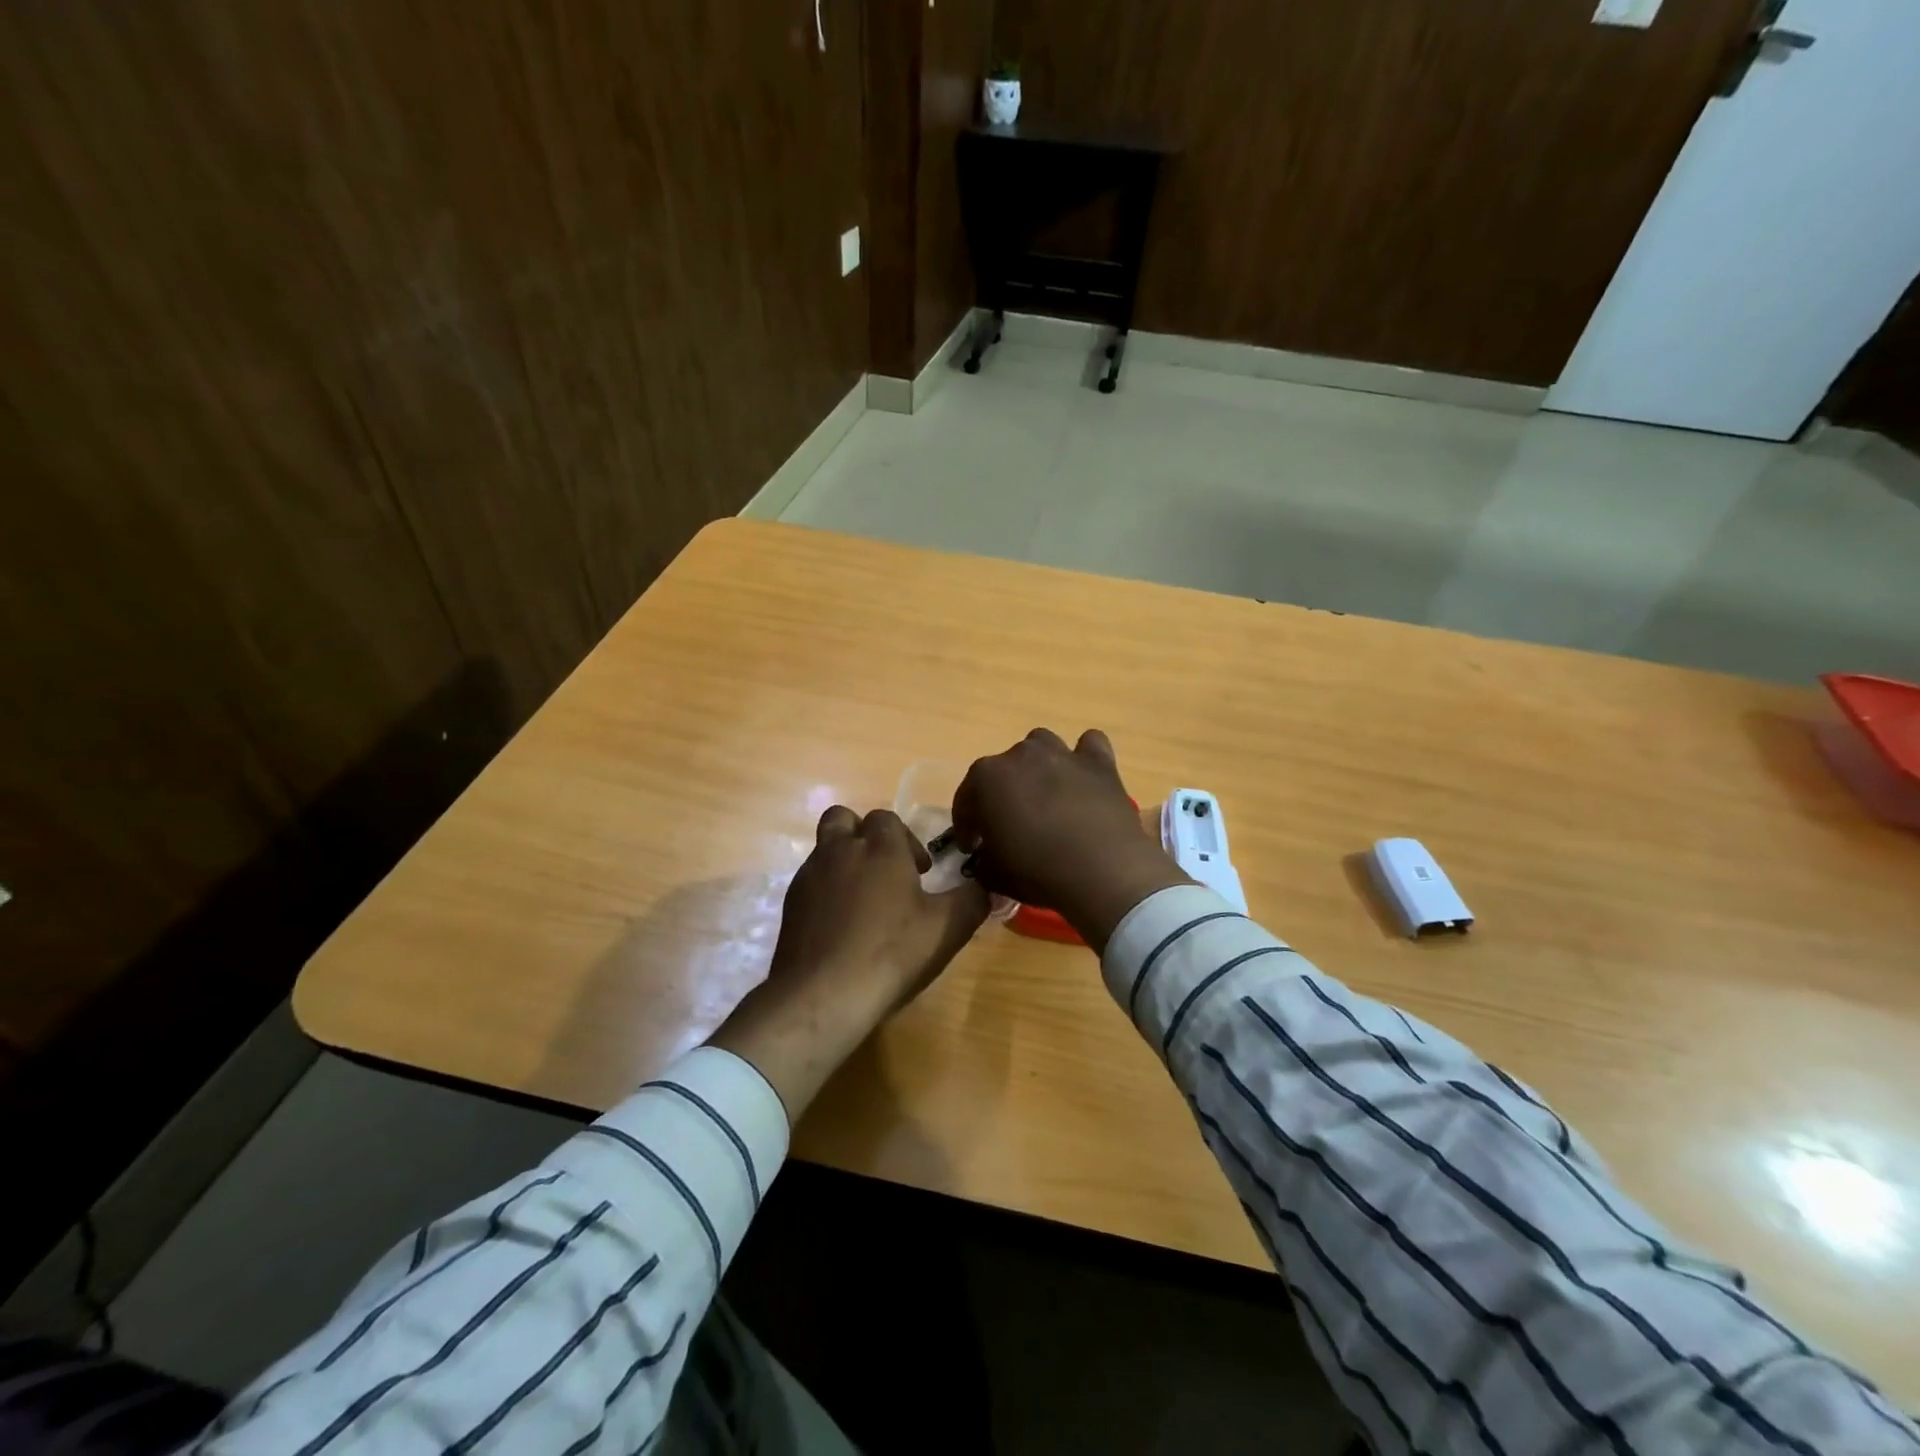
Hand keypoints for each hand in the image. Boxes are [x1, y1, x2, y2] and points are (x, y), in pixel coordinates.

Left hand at [710, 807, 987, 1118]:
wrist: (822, 995)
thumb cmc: (891, 952)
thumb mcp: (948, 928)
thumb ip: (973, 899)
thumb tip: (988, 885)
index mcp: (880, 847)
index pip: (887, 818)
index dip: (906, 840)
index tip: (920, 872)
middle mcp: (840, 850)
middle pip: (845, 819)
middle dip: (864, 835)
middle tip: (885, 870)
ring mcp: (809, 876)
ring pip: (825, 849)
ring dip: (844, 862)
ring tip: (864, 901)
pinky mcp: (790, 904)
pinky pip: (811, 881)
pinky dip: (827, 891)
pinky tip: (842, 925)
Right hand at [953, 728, 1190, 951]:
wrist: (1102, 870)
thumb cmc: (1037, 871)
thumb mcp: (994, 876)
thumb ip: (983, 863)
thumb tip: (985, 861)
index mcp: (986, 778)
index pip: (966, 800)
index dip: (967, 825)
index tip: (972, 847)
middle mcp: (1021, 755)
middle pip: (1004, 769)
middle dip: (1003, 793)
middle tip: (1011, 825)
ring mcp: (1062, 754)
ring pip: (1042, 746)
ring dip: (1039, 766)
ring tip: (1045, 795)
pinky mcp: (1099, 763)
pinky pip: (1089, 746)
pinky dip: (1084, 759)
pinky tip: (1084, 779)